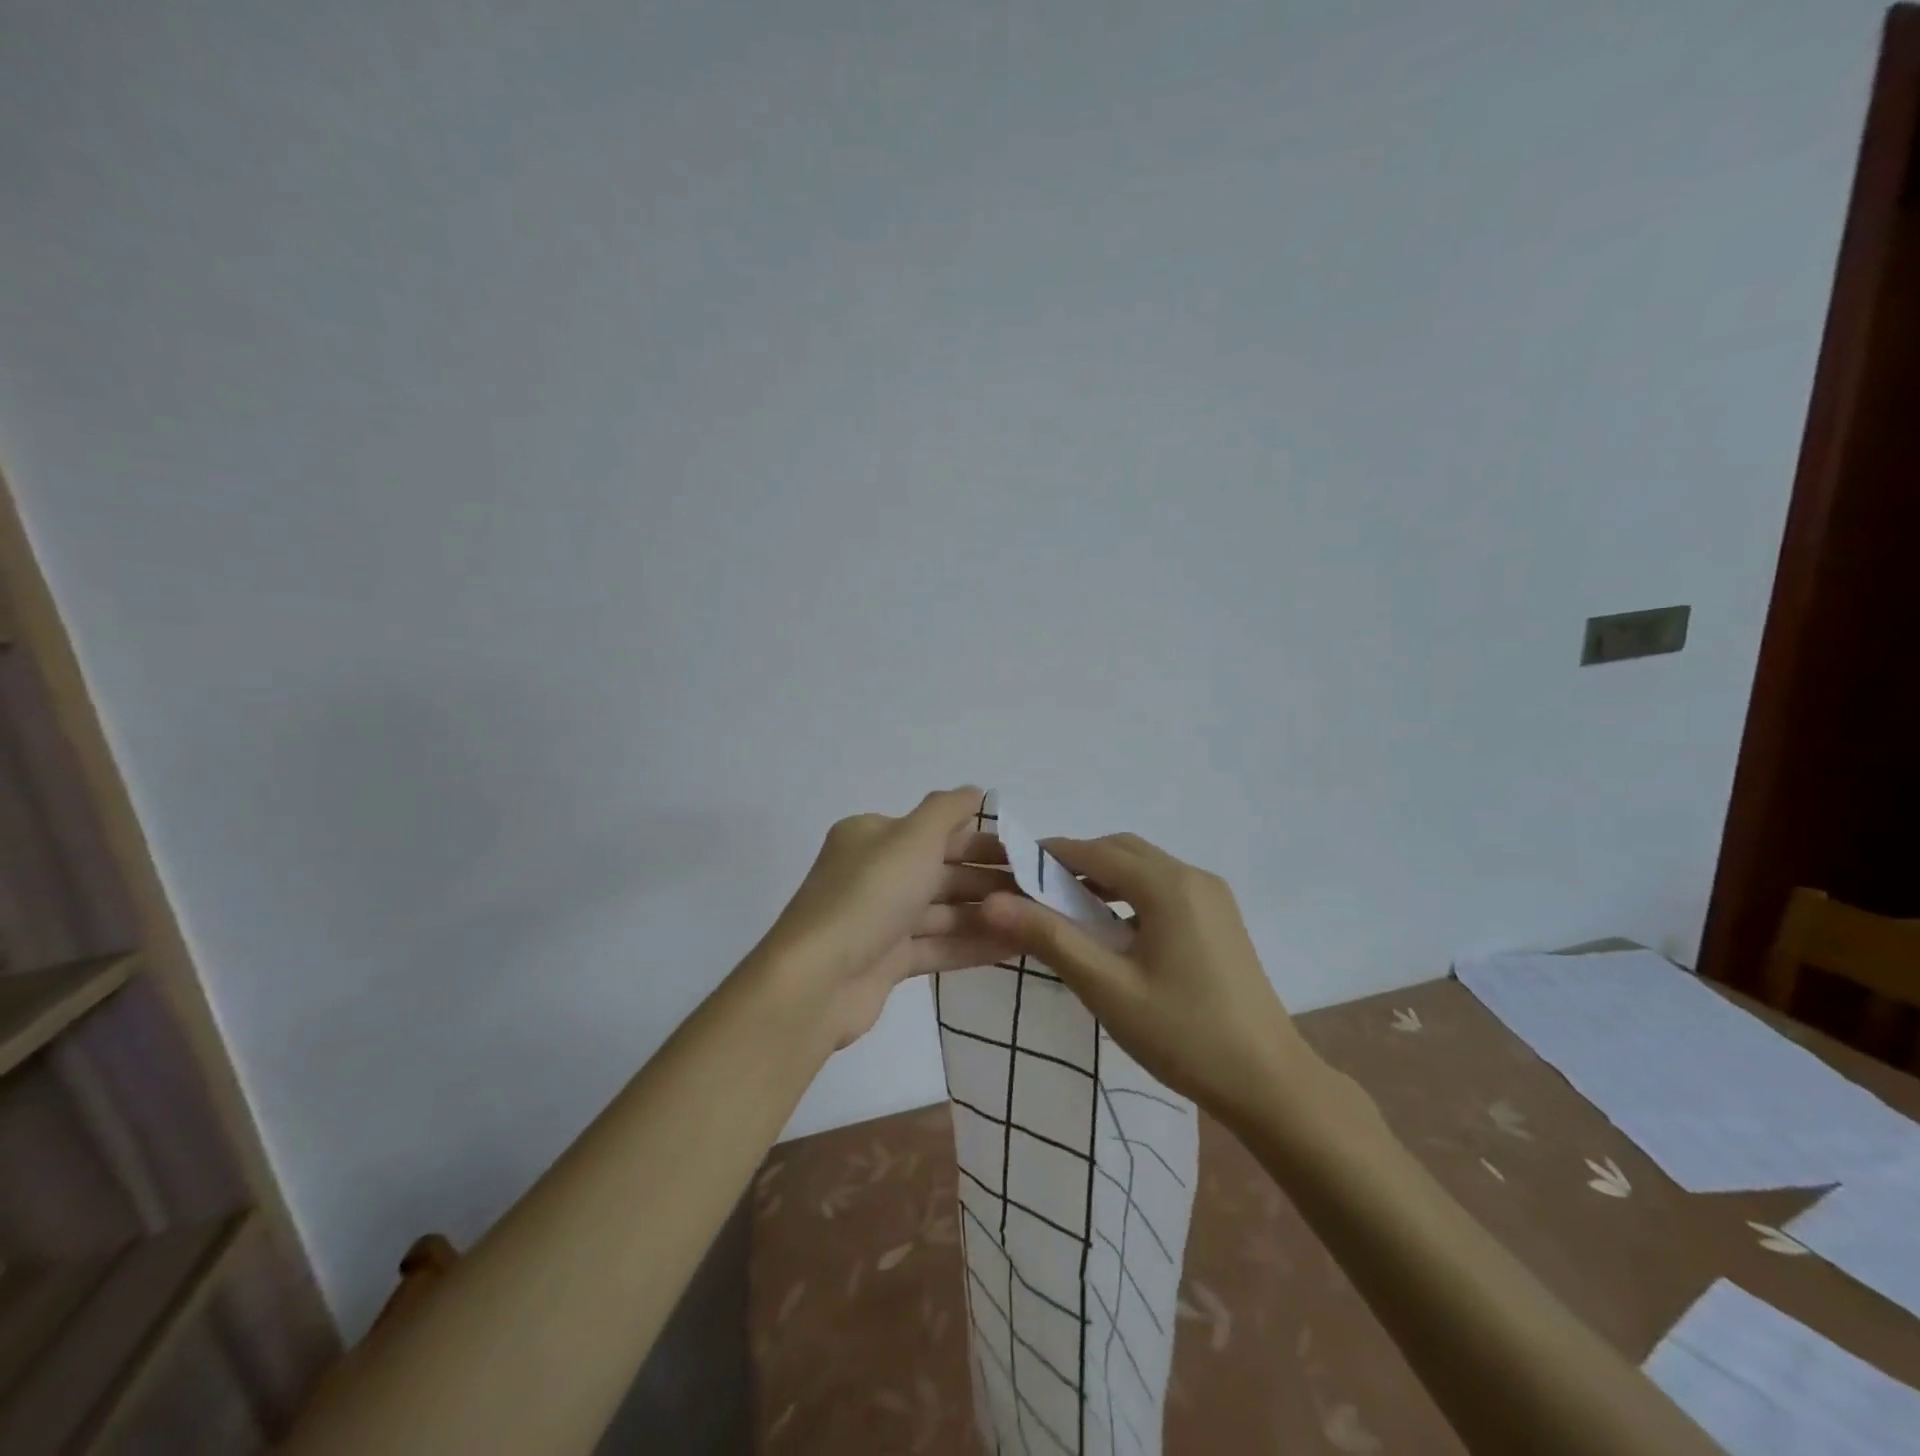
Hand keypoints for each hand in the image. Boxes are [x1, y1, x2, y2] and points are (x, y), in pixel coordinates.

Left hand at [748, 787, 1012, 1050]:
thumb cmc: (871, 894)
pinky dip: (971, 945)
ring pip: (941, 911)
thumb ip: (947, 809)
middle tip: (1040, 892)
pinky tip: (1013, 948)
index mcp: (873, 836)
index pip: (937, 831)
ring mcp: (879, 919)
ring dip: (986, 914)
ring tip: (1035, 922)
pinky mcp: (885, 961)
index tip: (1028, 855)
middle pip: (942, 871)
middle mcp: (874, 872)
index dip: (983, 841)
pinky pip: (936, 945)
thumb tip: (975, 789)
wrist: (818, 980)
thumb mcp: (913, 837)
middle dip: (989, 880)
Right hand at [980, 832, 1310, 1128]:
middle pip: (1121, 851)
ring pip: (1144, 868)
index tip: (1010, 871)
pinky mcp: (1220, 918)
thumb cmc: (1183, 1035)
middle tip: (1034, 893)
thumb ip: (1049, 938)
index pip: (1093, 852)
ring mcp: (1212, 896)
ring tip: (1066, 911)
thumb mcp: (1107, 988)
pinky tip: (1113, 931)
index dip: (1047, 855)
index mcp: (1167, 885)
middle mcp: (1193, 876)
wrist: (1270, 1083)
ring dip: (1103, 878)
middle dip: (1075, 863)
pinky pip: (1164, 888)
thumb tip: (991, 902)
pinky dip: (1129, 894)